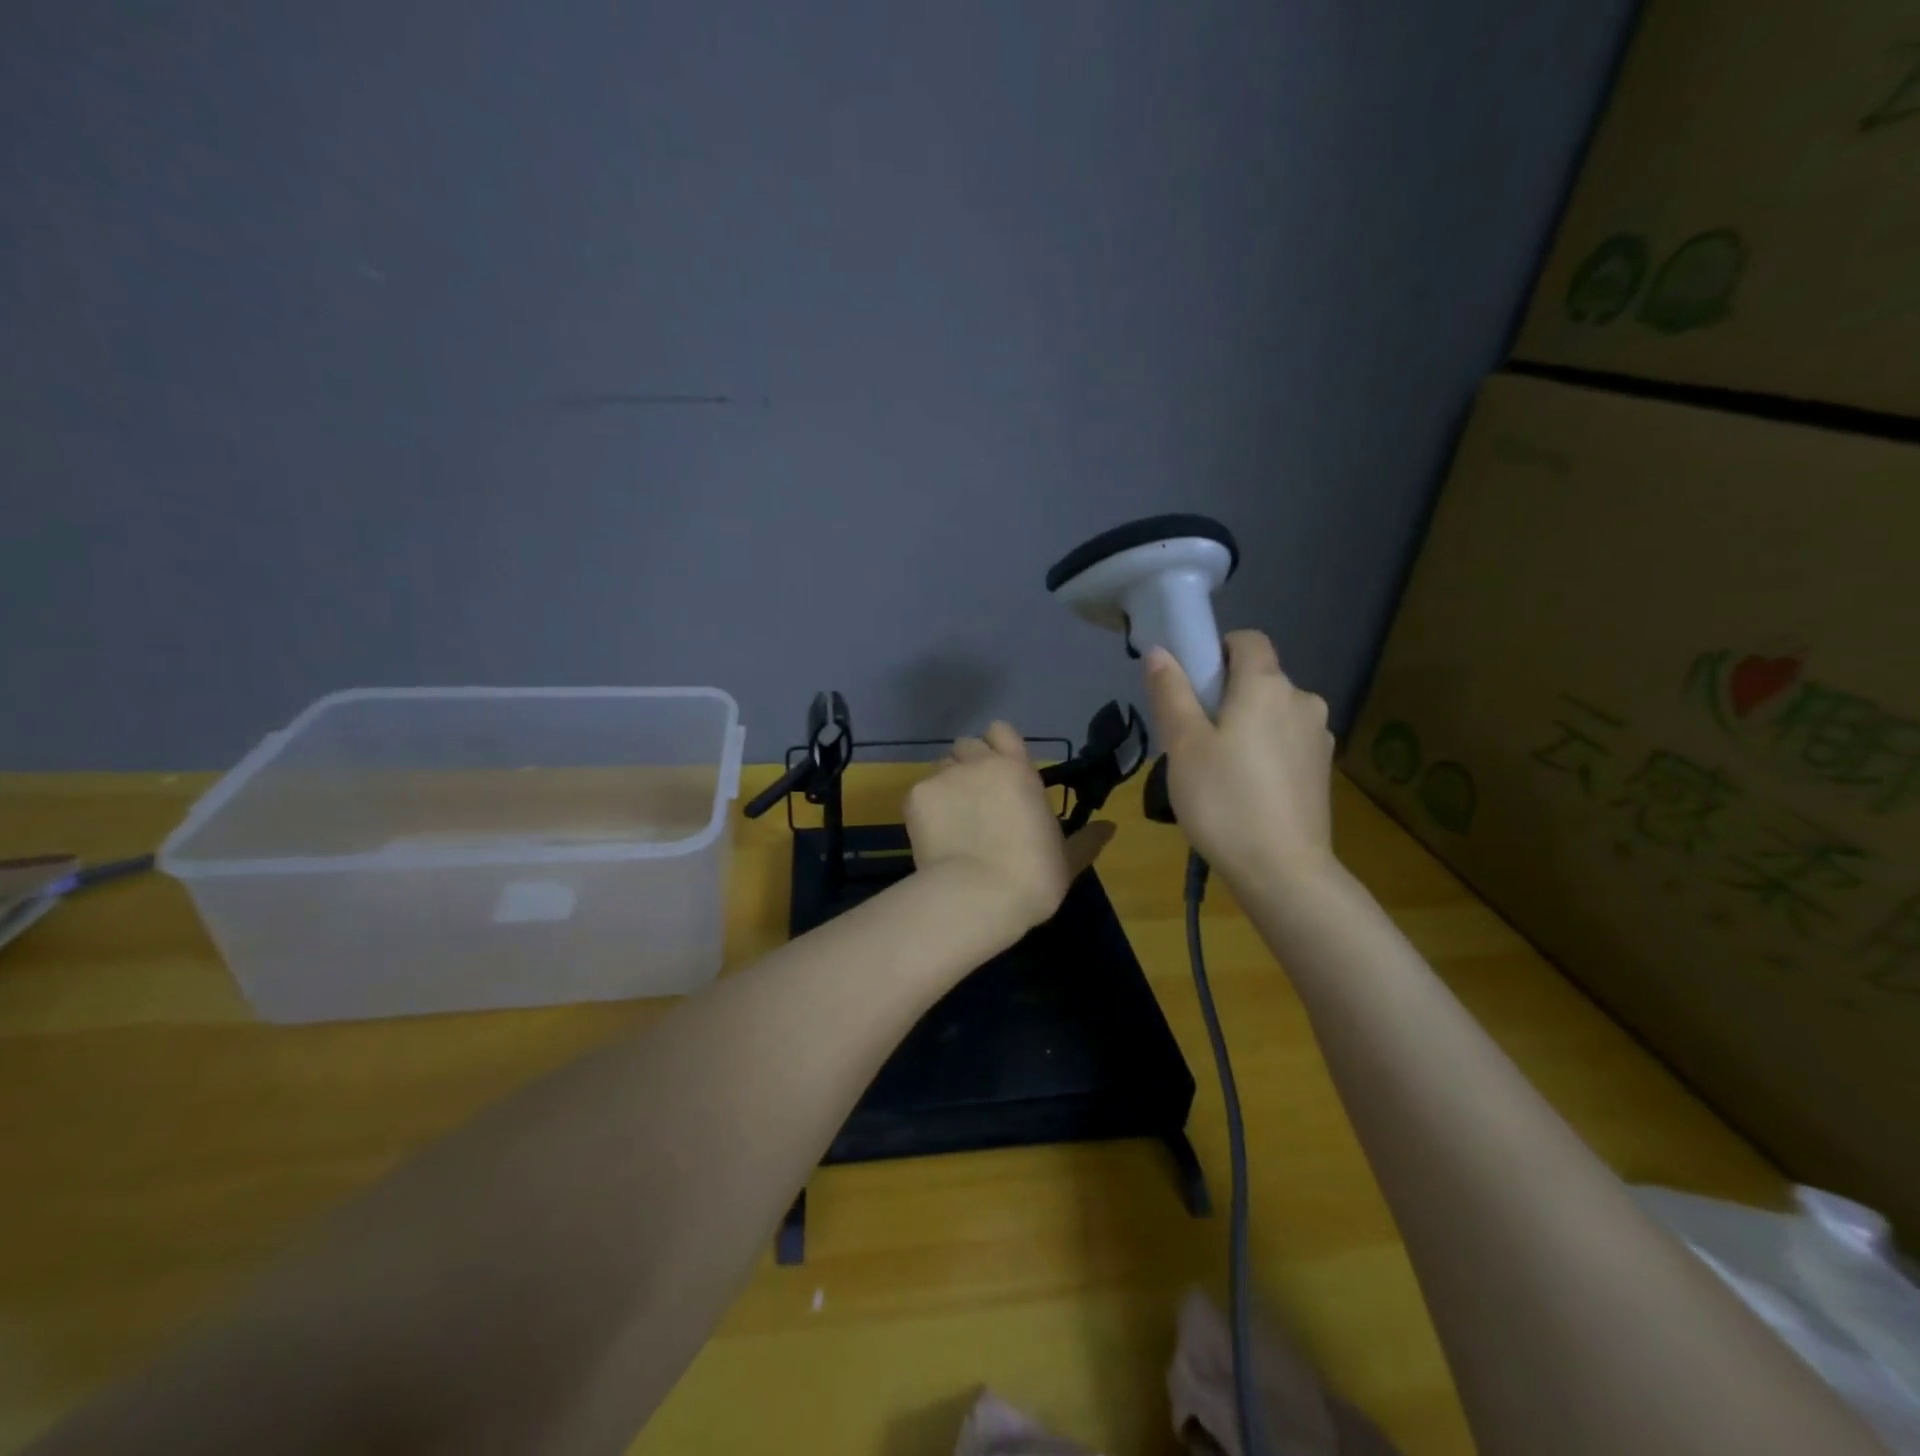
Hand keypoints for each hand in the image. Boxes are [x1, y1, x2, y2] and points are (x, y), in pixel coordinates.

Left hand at [905, 721, 1115, 936]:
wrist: (977, 896)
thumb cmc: (1032, 876)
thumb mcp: (1067, 859)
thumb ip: (1087, 839)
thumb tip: (1111, 827)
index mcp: (1018, 770)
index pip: (1001, 731)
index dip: (998, 746)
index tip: (999, 769)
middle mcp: (979, 763)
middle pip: (967, 745)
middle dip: (970, 764)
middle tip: (975, 798)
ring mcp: (944, 777)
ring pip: (942, 766)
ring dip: (948, 784)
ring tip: (952, 819)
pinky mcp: (916, 796)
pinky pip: (920, 792)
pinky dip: (926, 809)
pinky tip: (934, 836)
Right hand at [1143, 631, 1334, 882]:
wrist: (1282, 870)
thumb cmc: (1224, 801)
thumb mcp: (1183, 745)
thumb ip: (1171, 693)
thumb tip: (1159, 651)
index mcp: (1267, 686)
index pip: (1248, 640)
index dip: (1218, 651)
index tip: (1192, 684)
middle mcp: (1302, 700)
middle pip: (1260, 678)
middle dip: (1227, 695)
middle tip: (1193, 736)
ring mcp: (1318, 737)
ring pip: (1273, 713)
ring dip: (1247, 725)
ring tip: (1218, 769)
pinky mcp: (1322, 770)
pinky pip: (1286, 742)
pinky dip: (1265, 751)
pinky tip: (1246, 790)